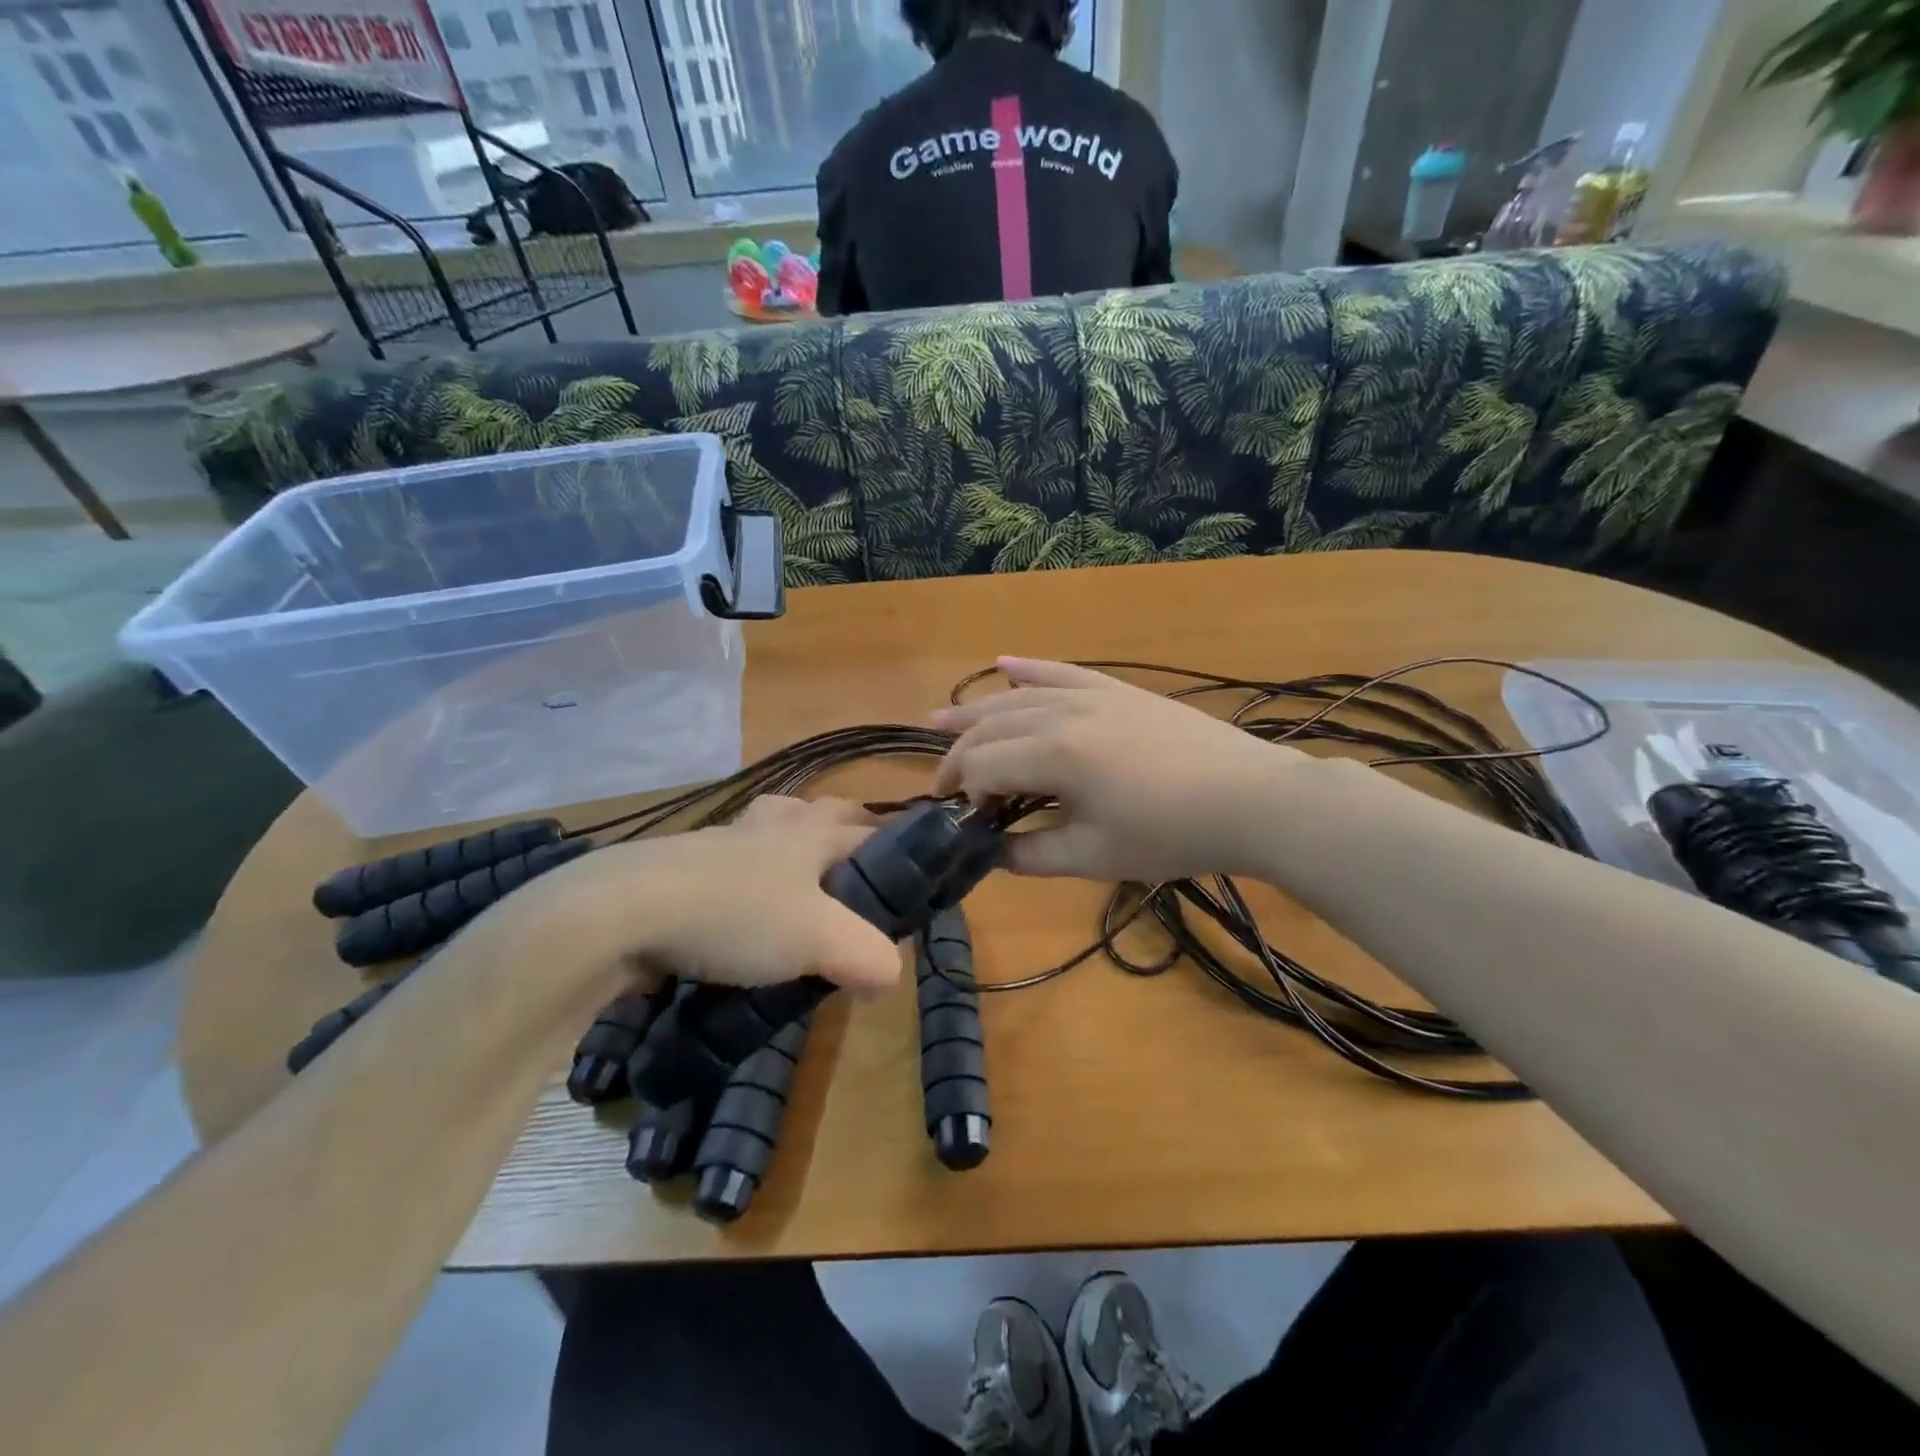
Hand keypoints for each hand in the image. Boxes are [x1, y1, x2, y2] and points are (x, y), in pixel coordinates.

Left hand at [526, 796, 901, 996]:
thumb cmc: (737, 914)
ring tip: (798, 889)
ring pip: (767, 830)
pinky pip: (726, 866)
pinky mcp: (679, 870)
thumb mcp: (819, 940)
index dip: (894, 845)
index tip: (911, 871)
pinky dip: (743, 881)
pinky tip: (739, 918)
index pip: (867, 828)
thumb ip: (867, 956)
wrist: (623, 912)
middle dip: (842, 830)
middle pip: (817, 812)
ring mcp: (720, 844)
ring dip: (788, 848)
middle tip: (855, 873)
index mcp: (809, 834)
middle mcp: (768, 828)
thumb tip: (887, 976)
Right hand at [932, 658, 1309, 881]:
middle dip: (960, 755)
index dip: (965, 794)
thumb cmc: (1171, 834)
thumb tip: (991, 854)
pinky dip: (1029, 669)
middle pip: (991, 727)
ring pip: (1017, 697)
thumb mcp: (1096, 857)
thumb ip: (1033, 855)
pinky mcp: (1117, 691)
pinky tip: (1002, 662)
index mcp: (1054, 755)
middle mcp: (1063, 713)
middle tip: (945, 785)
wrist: (1250, 799)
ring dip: (976, 710)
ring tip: (939, 721)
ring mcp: (1092, 695)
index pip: (984, 767)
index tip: (966, 824)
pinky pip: (1063, 672)